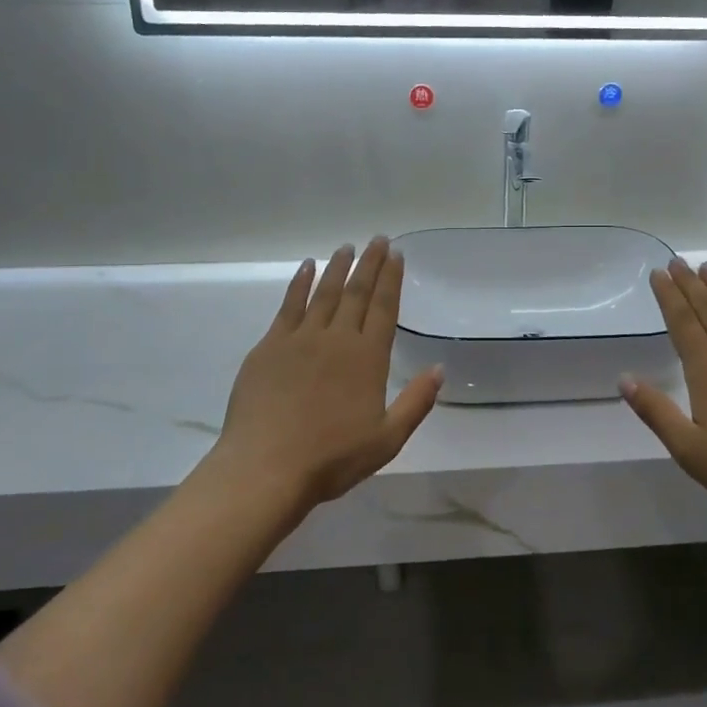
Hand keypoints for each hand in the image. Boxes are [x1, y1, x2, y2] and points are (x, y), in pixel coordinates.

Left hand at [210, 239, 442, 513]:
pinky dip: (299, 283)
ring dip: (338, 268)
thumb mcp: (387, 439)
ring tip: (347, 247)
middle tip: (378, 239)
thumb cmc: (331, 458)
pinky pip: (289, 305)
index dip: (391, 279)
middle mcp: (337, 339)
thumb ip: (416, 402)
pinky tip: (306, 268)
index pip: (384, 308)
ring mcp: (300, 339)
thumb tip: (440, 369)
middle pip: (357, 293)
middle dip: (369, 263)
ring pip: (324, 293)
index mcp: (367, 358)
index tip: (396, 254)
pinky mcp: (270, 346)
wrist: (266, 467)